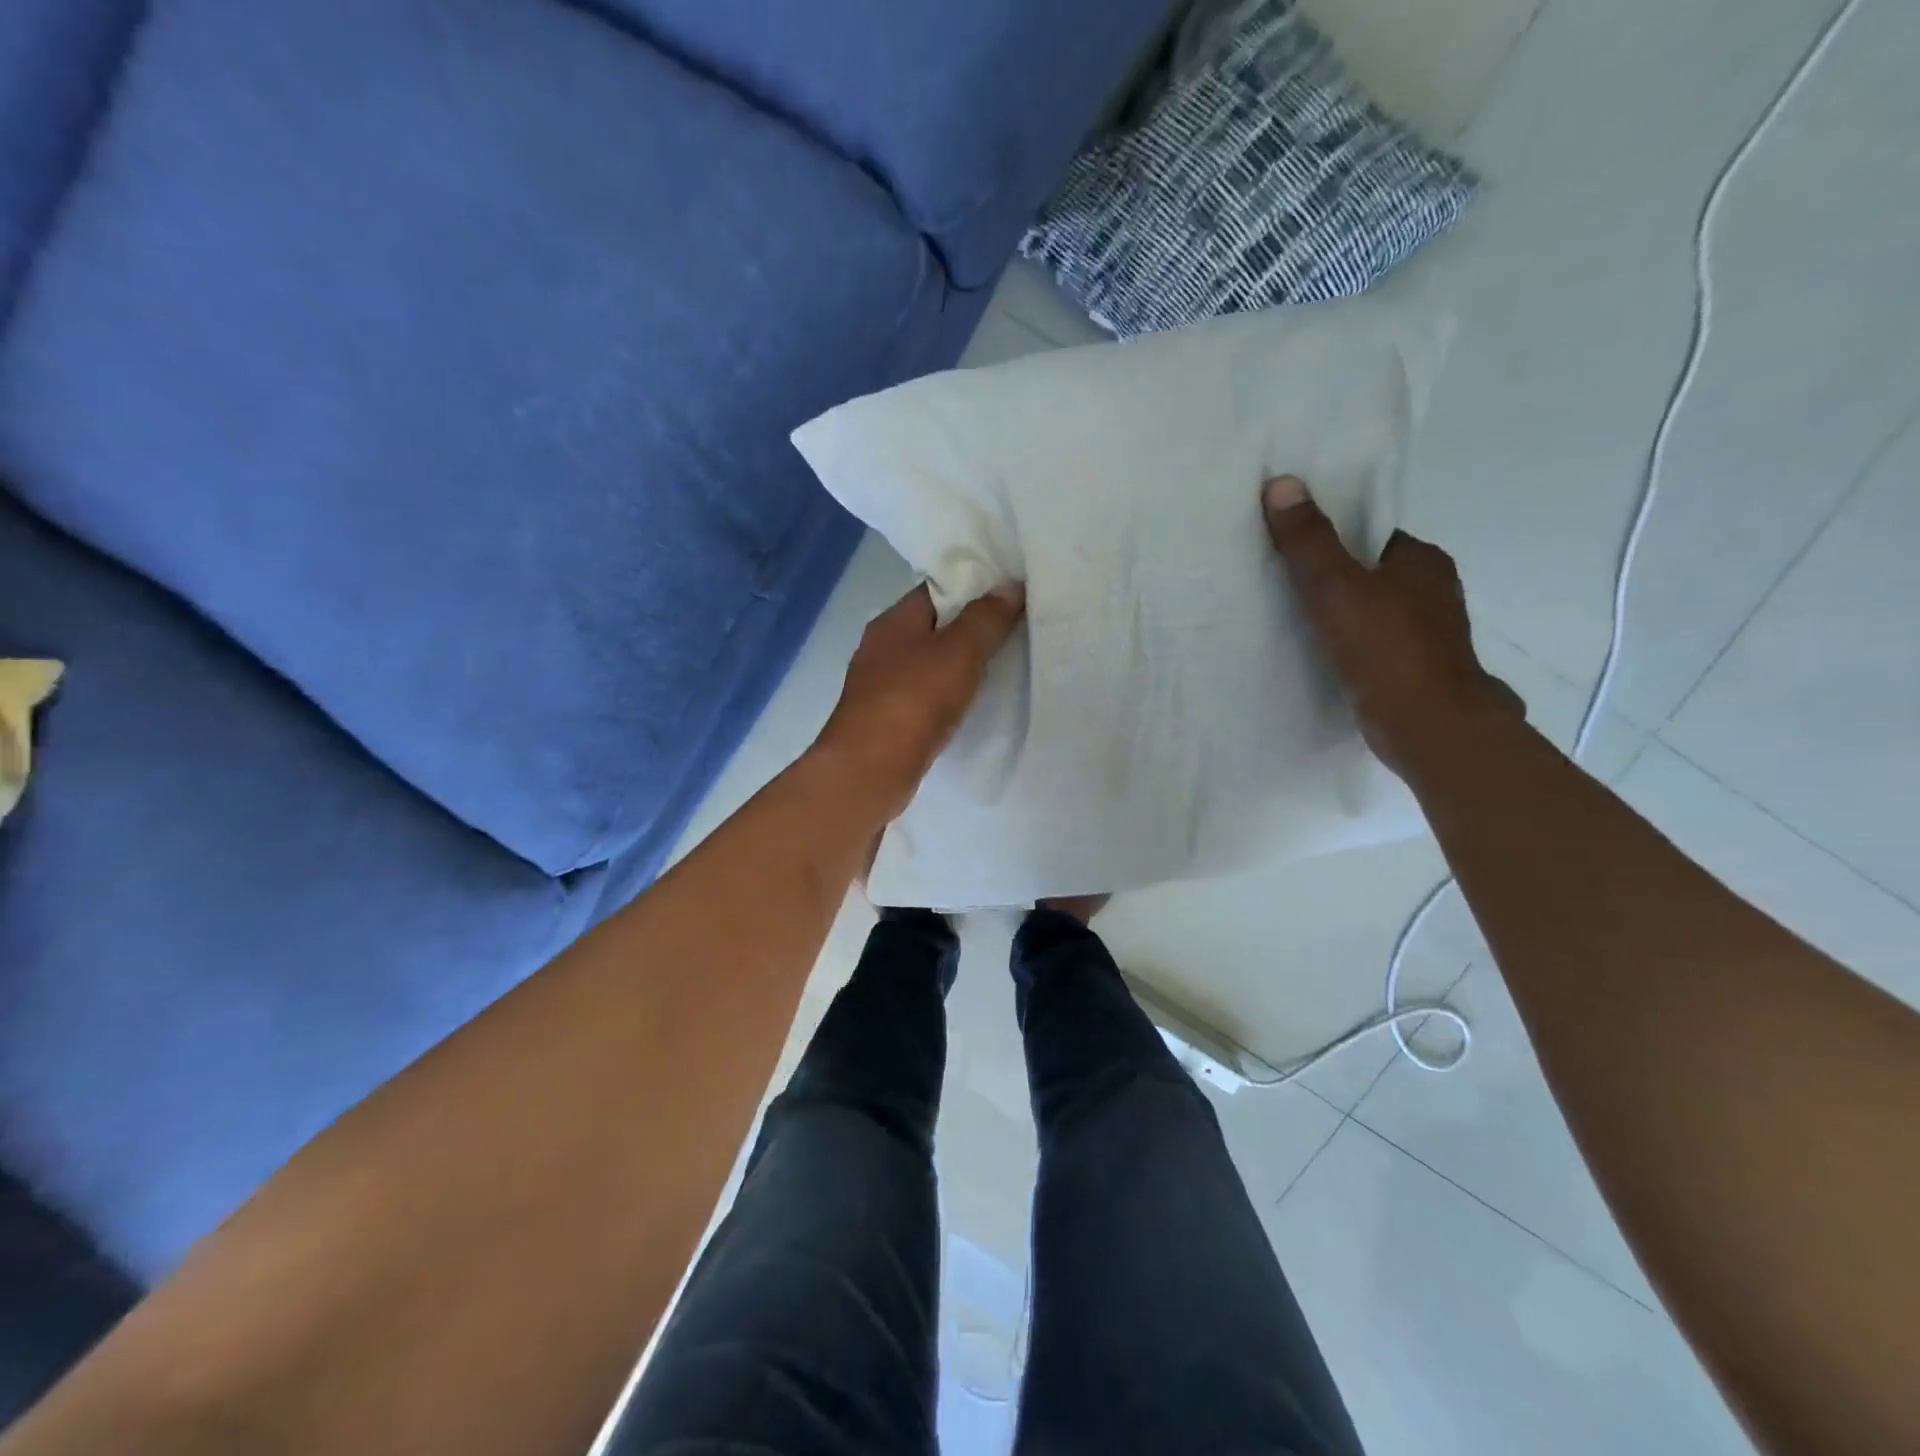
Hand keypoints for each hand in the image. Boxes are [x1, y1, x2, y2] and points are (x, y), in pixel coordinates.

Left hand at [814, 582, 1025, 818]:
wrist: (870, 770)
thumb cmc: (913, 701)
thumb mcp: (959, 652)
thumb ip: (986, 618)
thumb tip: (1011, 586)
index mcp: (894, 620)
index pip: (937, 589)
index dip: (973, 585)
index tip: (1011, 591)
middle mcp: (882, 647)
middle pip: (934, 626)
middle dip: (971, 625)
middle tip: (1017, 627)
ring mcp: (882, 685)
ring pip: (930, 662)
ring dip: (960, 663)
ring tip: (1003, 663)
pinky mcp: (888, 719)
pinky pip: (926, 694)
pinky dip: (949, 693)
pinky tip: (972, 702)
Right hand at [1262, 476, 1521, 779]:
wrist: (1427, 723)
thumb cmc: (1385, 646)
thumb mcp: (1336, 586)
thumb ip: (1308, 540)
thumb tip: (1281, 483)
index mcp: (1423, 561)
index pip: (1374, 536)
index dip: (1336, 539)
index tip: (1297, 549)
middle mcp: (1433, 592)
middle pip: (1374, 573)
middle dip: (1337, 578)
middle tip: (1286, 585)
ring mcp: (1428, 634)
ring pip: (1376, 611)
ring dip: (1344, 614)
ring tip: (1296, 621)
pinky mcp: (1415, 670)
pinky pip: (1375, 644)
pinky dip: (1352, 645)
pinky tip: (1323, 655)